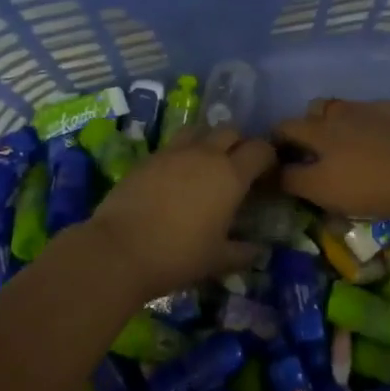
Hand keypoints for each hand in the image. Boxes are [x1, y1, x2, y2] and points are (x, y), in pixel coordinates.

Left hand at [87, 127, 275, 302]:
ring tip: (206, 165)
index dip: (268, 158)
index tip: (267, 175)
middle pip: (231, 131)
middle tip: (238, 169)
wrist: (121, 249)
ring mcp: (174, 151)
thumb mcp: (218, 260)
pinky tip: (177, 176)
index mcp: (230, 175)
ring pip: (200, 130)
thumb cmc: (178, 255)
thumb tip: (259, 250)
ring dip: (209, 141)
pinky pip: (174, 144)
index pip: (260, 149)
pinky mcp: (149, 156)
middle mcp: (205, 154)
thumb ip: (243, 252)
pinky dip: (183, 152)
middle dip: (239, 144)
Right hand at [274, 98, 389, 219]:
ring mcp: (371, 108)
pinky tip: (382, 146)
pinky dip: (370, 127)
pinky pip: (374, 115)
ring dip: (339, 125)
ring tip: (350, 149)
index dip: (276, 142)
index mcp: (318, 130)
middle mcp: (340, 111)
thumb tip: (273, 172)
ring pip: (345, 110)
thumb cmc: (373, 183)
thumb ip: (294, 180)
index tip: (279, 160)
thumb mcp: (324, 190)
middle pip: (314, 110)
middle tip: (316, 154)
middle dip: (308, 127)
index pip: (284, 126)